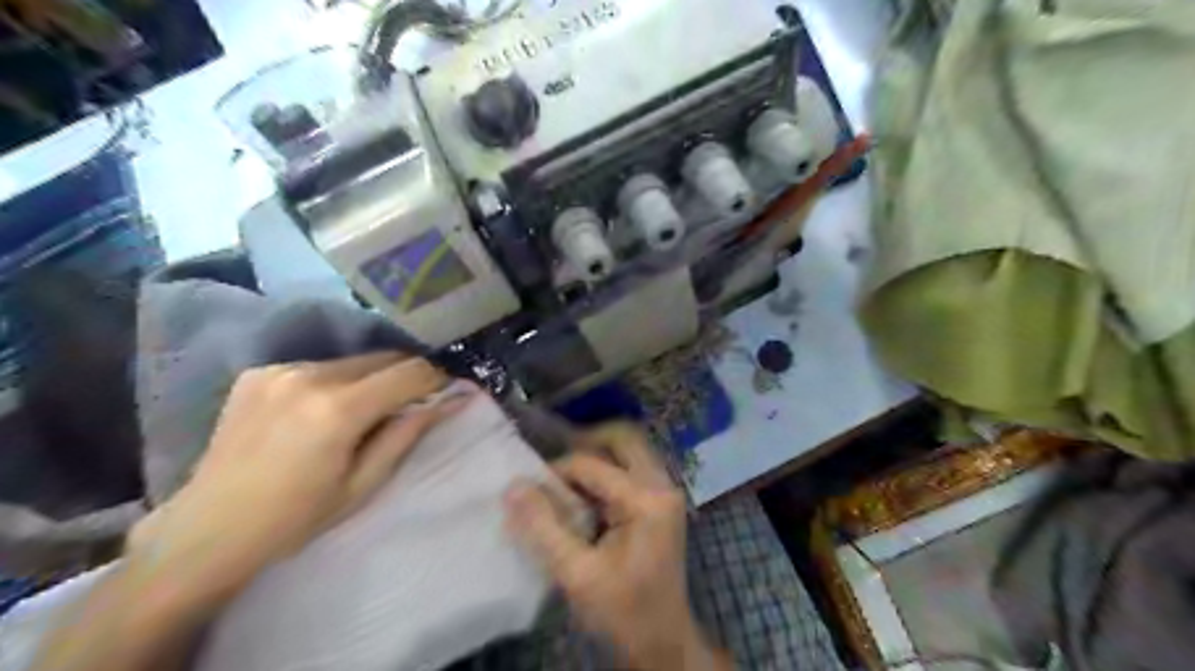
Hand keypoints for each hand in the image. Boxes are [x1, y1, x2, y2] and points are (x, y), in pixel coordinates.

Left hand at [126, 354, 472, 606]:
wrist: (207, 530)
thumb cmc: (296, 519)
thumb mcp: (364, 484)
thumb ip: (408, 434)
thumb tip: (451, 401)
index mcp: (337, 410)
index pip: (409, 372)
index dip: (436, 377)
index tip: (449, 388)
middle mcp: (309, 376)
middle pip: (383, 357)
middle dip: (407, 375)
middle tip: (414, 401)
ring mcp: (280, 370)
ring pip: (352, 360)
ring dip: (372, 378)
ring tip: (367, 410)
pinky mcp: (259, 372)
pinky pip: (319, 366)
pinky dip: (336, 381)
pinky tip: (323, 410)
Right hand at [500, 427, 726, 668]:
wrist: (662, 641)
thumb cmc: (622, 612)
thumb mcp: (576, 574)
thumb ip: (543, 528)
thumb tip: (514, 486)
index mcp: (646, 500)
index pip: (592, 465)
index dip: (556, 472)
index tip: (530, 490)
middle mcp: (662, 485)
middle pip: (623, 437)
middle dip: (584, 442)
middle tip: (554, 465)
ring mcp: (666, 491)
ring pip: (629, 449)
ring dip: (595, 456)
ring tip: (564, 478)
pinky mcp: (661, 501)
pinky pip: (631, 467)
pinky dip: (605, 471)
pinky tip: (583, 494)